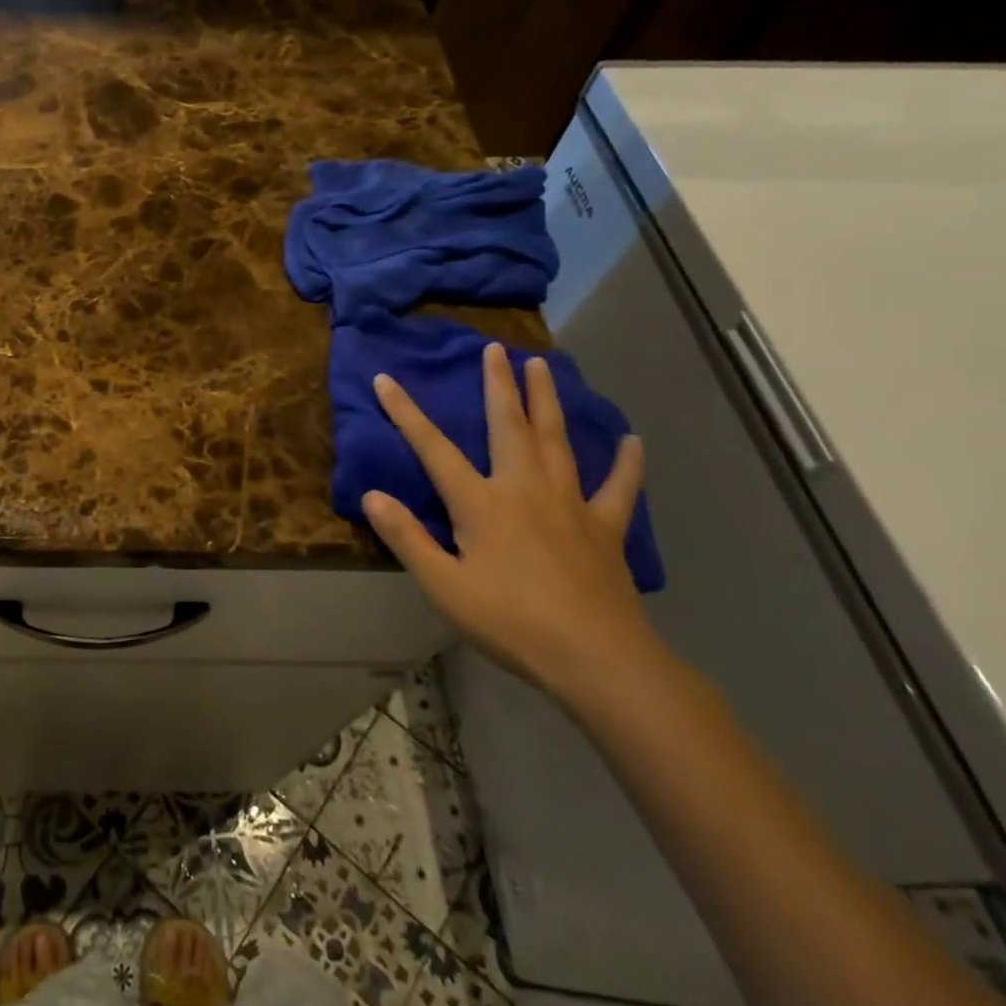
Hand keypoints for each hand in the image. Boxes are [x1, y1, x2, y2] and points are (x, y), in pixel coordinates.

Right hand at [362, 342, 662, 710]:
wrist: (596, 657)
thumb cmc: (510, 622)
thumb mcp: (443, 586)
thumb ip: (407, 537)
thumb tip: (372, 495)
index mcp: (481, 503)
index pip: (433, 448)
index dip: (406, 413)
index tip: (386, 378)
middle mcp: (524, 488)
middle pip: (508, 425)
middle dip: (497, 385)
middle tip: (494, 348)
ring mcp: (570, 504)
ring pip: (556, 440)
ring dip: (546, 400)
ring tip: (542, 366)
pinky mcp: (605, 527)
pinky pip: (618, 487)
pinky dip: (626, 463)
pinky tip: (633, 441)